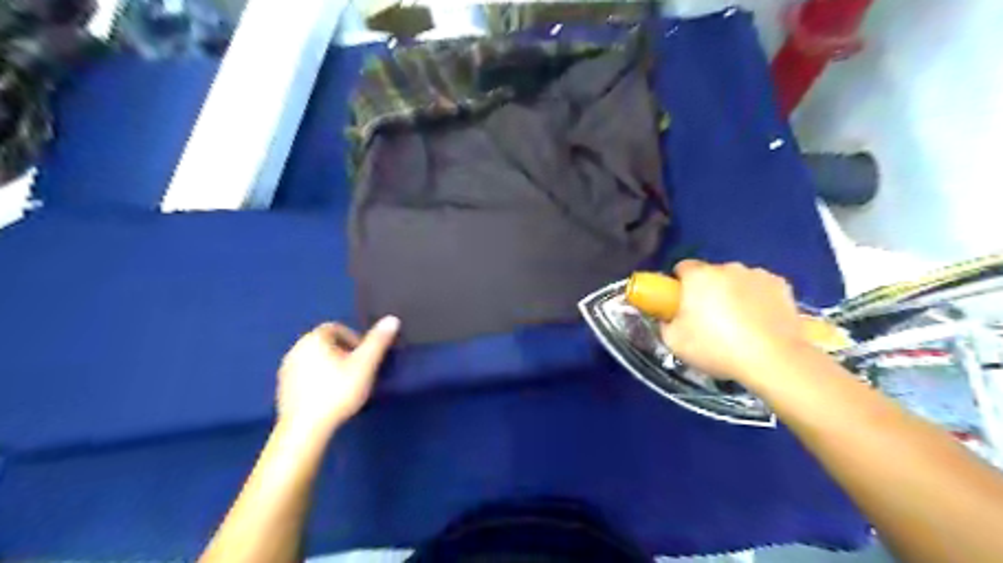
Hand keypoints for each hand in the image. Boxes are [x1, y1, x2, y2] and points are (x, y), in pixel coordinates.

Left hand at [275, 316, 402, 438]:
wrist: (305, 429)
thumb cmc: (338, 392)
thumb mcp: (365, 365)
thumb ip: (378, 341)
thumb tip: (392, 319)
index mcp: (314, 338)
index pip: (336, 328)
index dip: (354, 339)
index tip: (365, 357)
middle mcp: (296, 348)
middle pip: (325, 343)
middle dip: (343, 353)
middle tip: (358, 371)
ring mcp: (286, 369)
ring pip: (315, 360)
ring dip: (330, 366)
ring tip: (345, 385)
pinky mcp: (282, 388)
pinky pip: (305, 375)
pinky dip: (318, 380)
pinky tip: (328, 396)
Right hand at [660, 259, 805, 381]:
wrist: (772, 360)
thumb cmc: (716, 348)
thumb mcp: (674, 342)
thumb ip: (665, 323)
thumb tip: (669, 317)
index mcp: (699, 276)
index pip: (682, 268)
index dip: (680, 285)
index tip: (682, 305)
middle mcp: (728, 268)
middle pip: (711, 274)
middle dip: (708, 290)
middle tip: (709, 319)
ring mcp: (757, 274)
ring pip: (737, 280)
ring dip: (734, 293)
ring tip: (738, 323)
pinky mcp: (782, 286)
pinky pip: (760, 288)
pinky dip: (758, 299)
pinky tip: (760, 321)